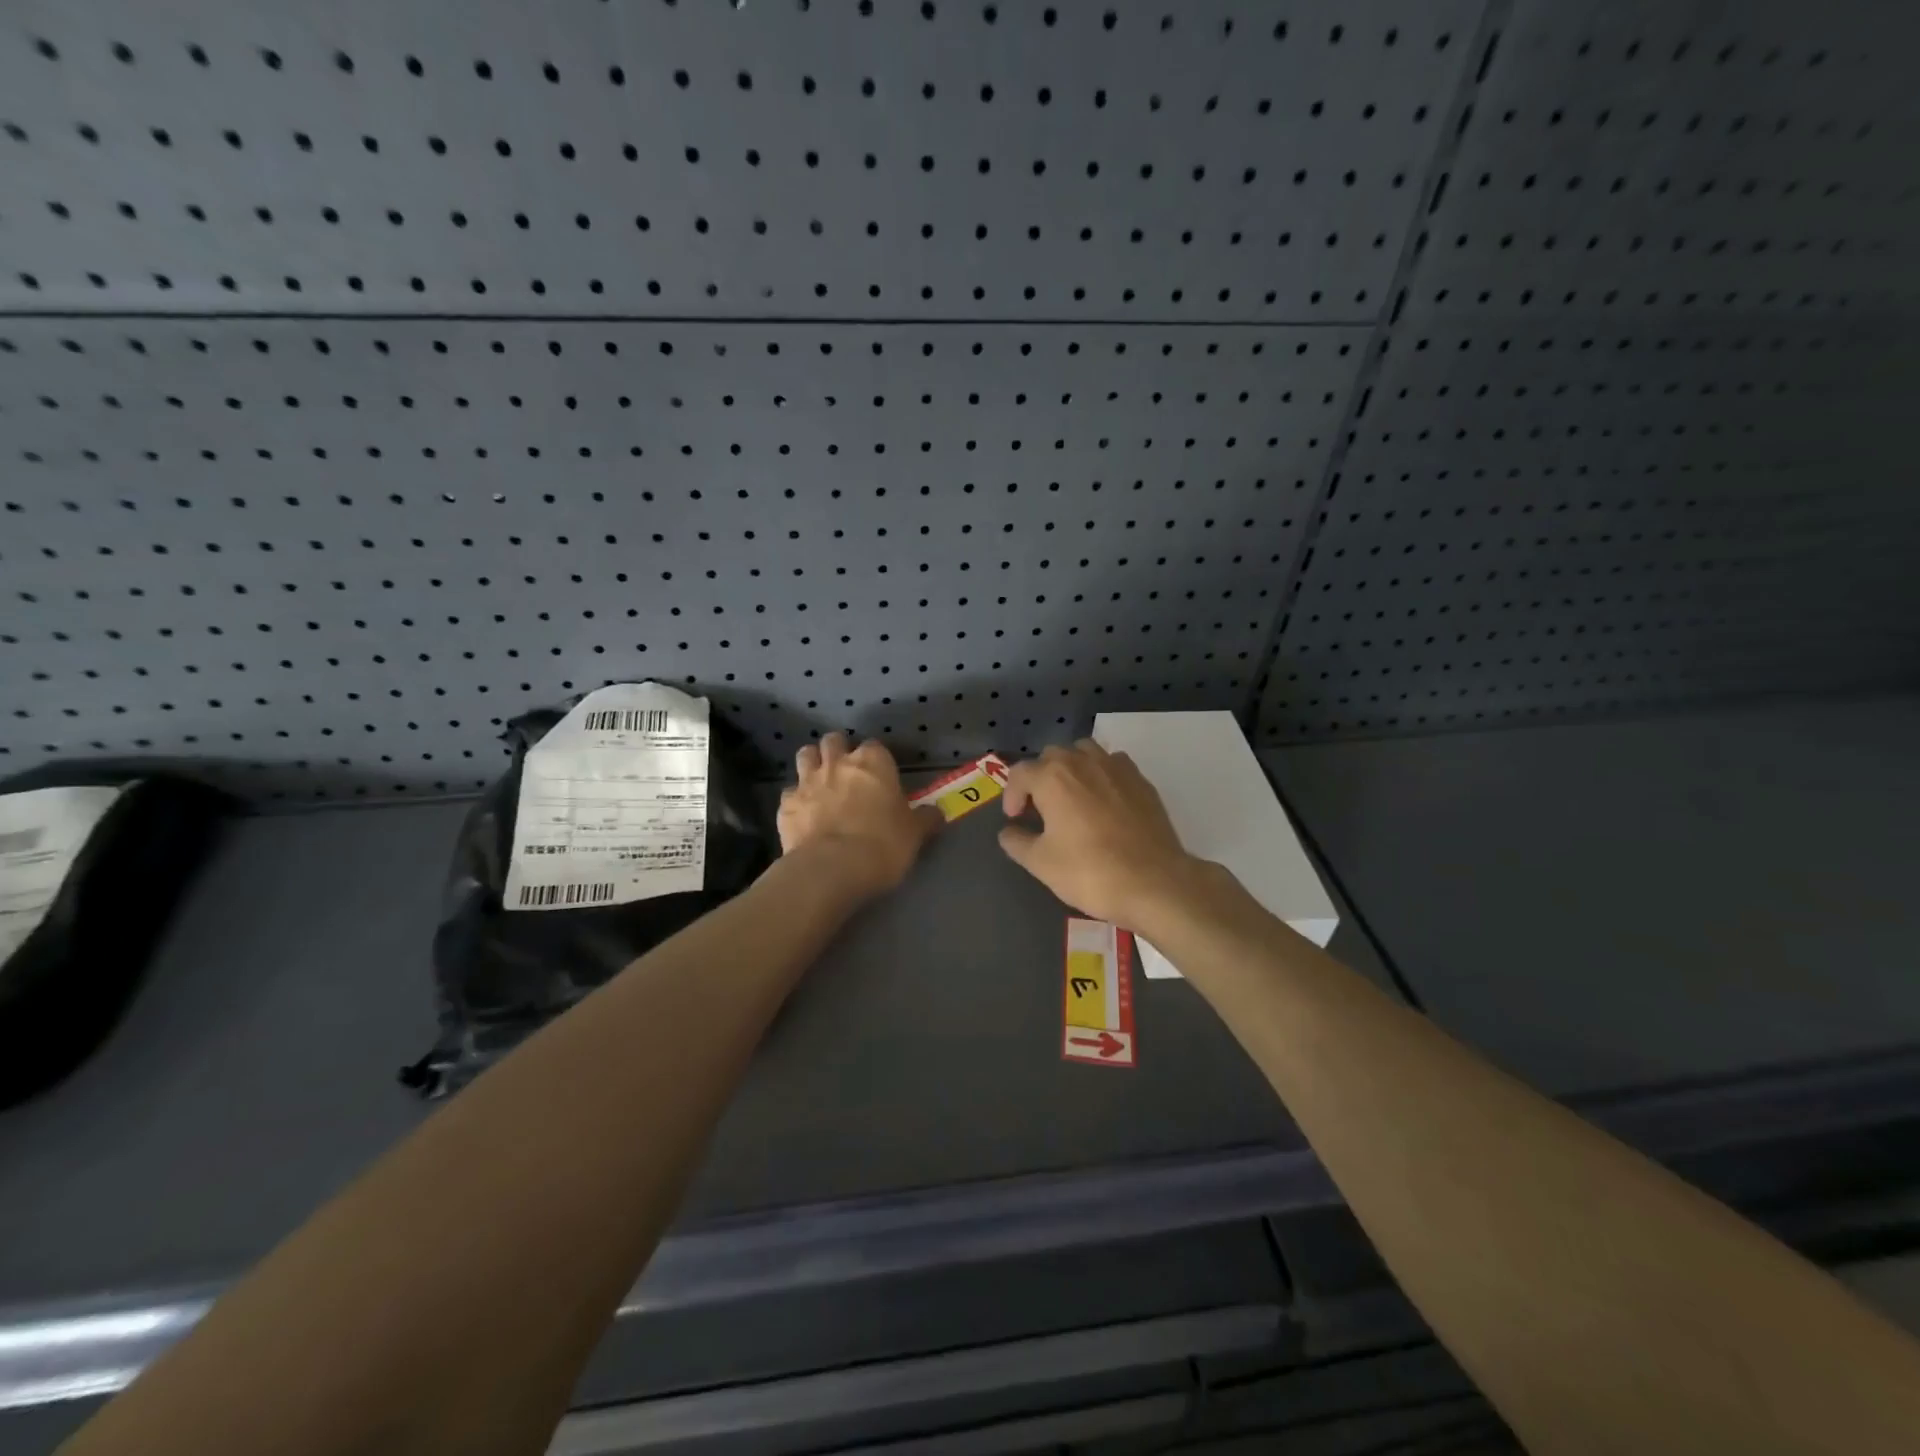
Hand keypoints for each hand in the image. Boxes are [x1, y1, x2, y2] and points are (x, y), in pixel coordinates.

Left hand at [778, 733, 940, 896]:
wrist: (831, 869)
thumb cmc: (882, 845)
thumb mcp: (914, 834)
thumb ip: (925, 819)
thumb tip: (937, 813)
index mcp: (873, 762)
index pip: (875, 747)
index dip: (877, 760)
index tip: (881, 777)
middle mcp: (838, 763)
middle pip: (834, 741)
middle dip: (838, 751)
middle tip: (847, 773)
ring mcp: (807, 781)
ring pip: (805, 755)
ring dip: (812, 763)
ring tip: (821, 783)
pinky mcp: (785, 804)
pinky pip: (789, 792)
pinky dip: (796, 799)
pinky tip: (803, 815)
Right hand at [998, 741, 1203, 927]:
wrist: (1154, 882)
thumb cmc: (1090, 872)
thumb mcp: (1041, 863)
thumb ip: (1017, 842)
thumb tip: (1009, 831)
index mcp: (1052, 778)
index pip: (1020, 772)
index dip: (1011, 794)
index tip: (1016, 819)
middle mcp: (1082, 761)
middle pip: (1051, 756)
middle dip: (1040, 778)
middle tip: (1041, 809)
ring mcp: (1116, 767)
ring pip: (1084, 752)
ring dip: (1071, 768)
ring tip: (1071, 797)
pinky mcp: (1141, 780)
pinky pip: (1113, 764)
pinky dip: (1101, 774)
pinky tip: (1103, 801)